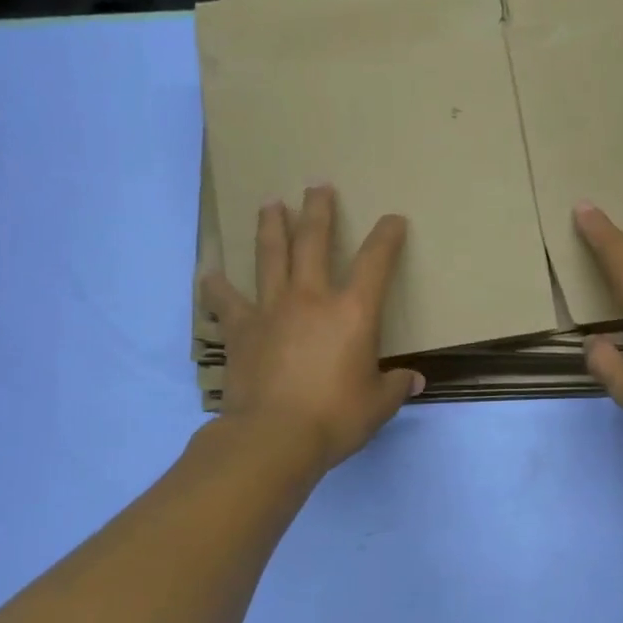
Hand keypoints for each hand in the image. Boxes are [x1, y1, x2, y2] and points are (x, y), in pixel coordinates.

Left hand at [202, 185, 422, 471]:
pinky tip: (208, 274)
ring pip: (270, 256)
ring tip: (270, 204)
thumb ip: (395, 387)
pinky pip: (224, 300)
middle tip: (317, 186)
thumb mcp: (378, 406)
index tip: (393, 220)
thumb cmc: (336, 418)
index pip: (376, 261)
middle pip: (313, 241)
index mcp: (353, 312)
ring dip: (271, 226)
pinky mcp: (240, 329)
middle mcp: (312, 298)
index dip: (387, 236)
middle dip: (318, 210)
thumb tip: (414, 381)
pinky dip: (215, 286)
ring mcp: (271, 309)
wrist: (274, 437)